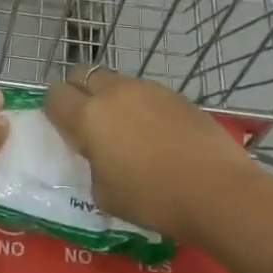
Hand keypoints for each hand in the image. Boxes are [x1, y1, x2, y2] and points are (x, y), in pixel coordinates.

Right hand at [44, 68, 262, 243]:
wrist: (217, 190)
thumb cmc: (153, 199)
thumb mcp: (104, 194)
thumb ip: (92, 164)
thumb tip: (99, 154)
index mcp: (88, 116)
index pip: (54, 95)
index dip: (55, 111)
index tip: (65, 130)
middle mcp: (113, 92)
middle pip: (82, 73)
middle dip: (78, 91)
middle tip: (89, 122)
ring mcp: (146, 88)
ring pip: (115, 80)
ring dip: (111, 97)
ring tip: (126, 129)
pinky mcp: (174, 94)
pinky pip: (144, 92)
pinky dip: (140, 105)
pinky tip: (156, 133)